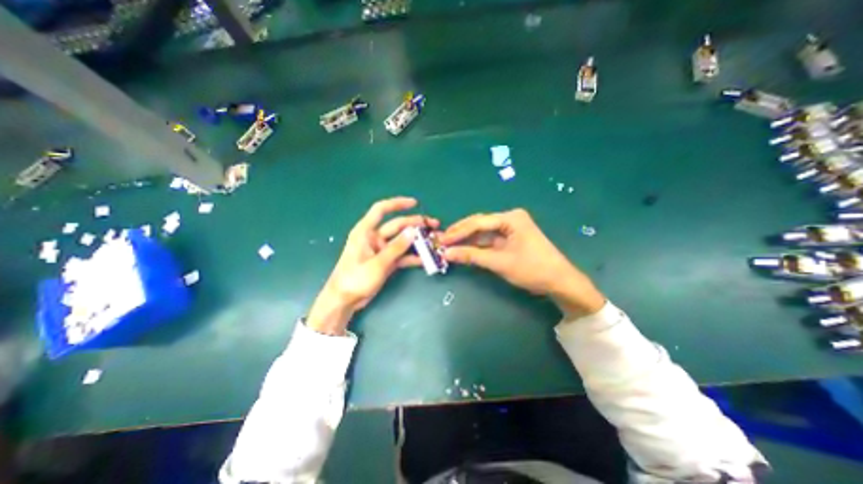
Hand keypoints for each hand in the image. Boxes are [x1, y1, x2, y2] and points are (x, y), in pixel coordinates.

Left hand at [307, 198, 438, 336]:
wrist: (344, 300)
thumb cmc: (355, 279)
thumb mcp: (377, 263)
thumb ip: (396, 247)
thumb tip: (413, 231)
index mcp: (366, 231)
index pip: (381, 210)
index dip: (397, 204)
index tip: (415, 203)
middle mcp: (374, 237)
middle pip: (397, 225)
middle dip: (415, 224)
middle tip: (433, 225)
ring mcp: (381, 250)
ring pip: (402, 240)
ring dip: (417, 240)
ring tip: (434, 240)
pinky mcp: (386, 261)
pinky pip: (402, 255)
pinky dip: (412, 256)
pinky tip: (425, 258)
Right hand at [441, 207, 601, 316]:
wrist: (560, 282)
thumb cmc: (532, 269)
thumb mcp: (499, 262)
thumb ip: (472, 256)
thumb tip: (447, 253)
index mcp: (511, 218)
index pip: (478, 222)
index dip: (458, 232)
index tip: (442, 240)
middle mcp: (509, 219)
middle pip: (479, 224)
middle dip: (460, 233)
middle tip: (441, 240)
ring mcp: (510, 229)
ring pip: (482, 232)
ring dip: (466, 240)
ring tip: (448, 244)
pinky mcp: (510, 239)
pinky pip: (489, 240)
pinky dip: (476, 246)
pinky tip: (463, 249)